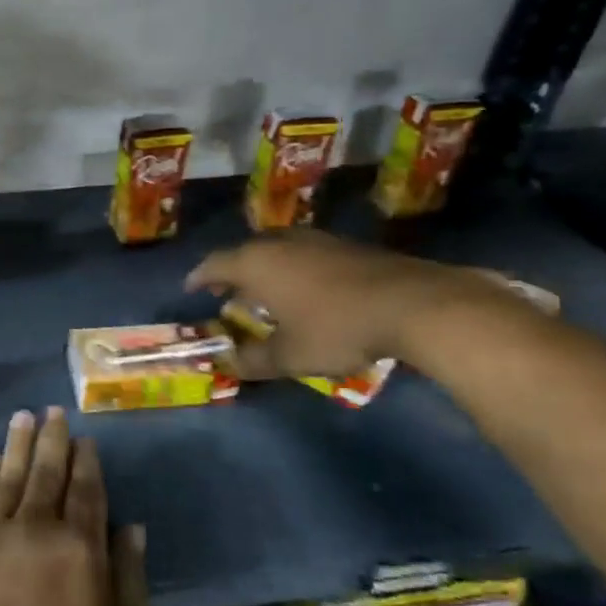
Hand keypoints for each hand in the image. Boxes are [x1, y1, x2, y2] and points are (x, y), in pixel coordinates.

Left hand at [0, 408, 146, 605]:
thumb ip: (128, 572)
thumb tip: (132, 525)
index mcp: (80, 543)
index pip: (86, 488)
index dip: (86, 460)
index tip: (85, 439)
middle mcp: (39, 524)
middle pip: (47, 470)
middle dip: (52, 438)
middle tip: (52, 410)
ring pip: (11, 474)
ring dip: (18, 443)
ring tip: (22, 416)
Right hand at [187, 229, 507, 379]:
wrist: (414, 304)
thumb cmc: (337, 328)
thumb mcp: (290, 355)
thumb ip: (254, 360)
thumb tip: (229, 365)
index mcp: (256, 264)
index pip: (214, 265)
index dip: (199, 278)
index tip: (191, 290)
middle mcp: (281, 244)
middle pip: (245, 253)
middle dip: (232, 273)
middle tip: (227, 294)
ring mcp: (317, 241)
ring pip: (278, 251)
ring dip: (266, 271)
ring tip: (265, 294)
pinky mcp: (348, 246)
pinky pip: (305, 255)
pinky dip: (294, 270)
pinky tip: (307, 292)